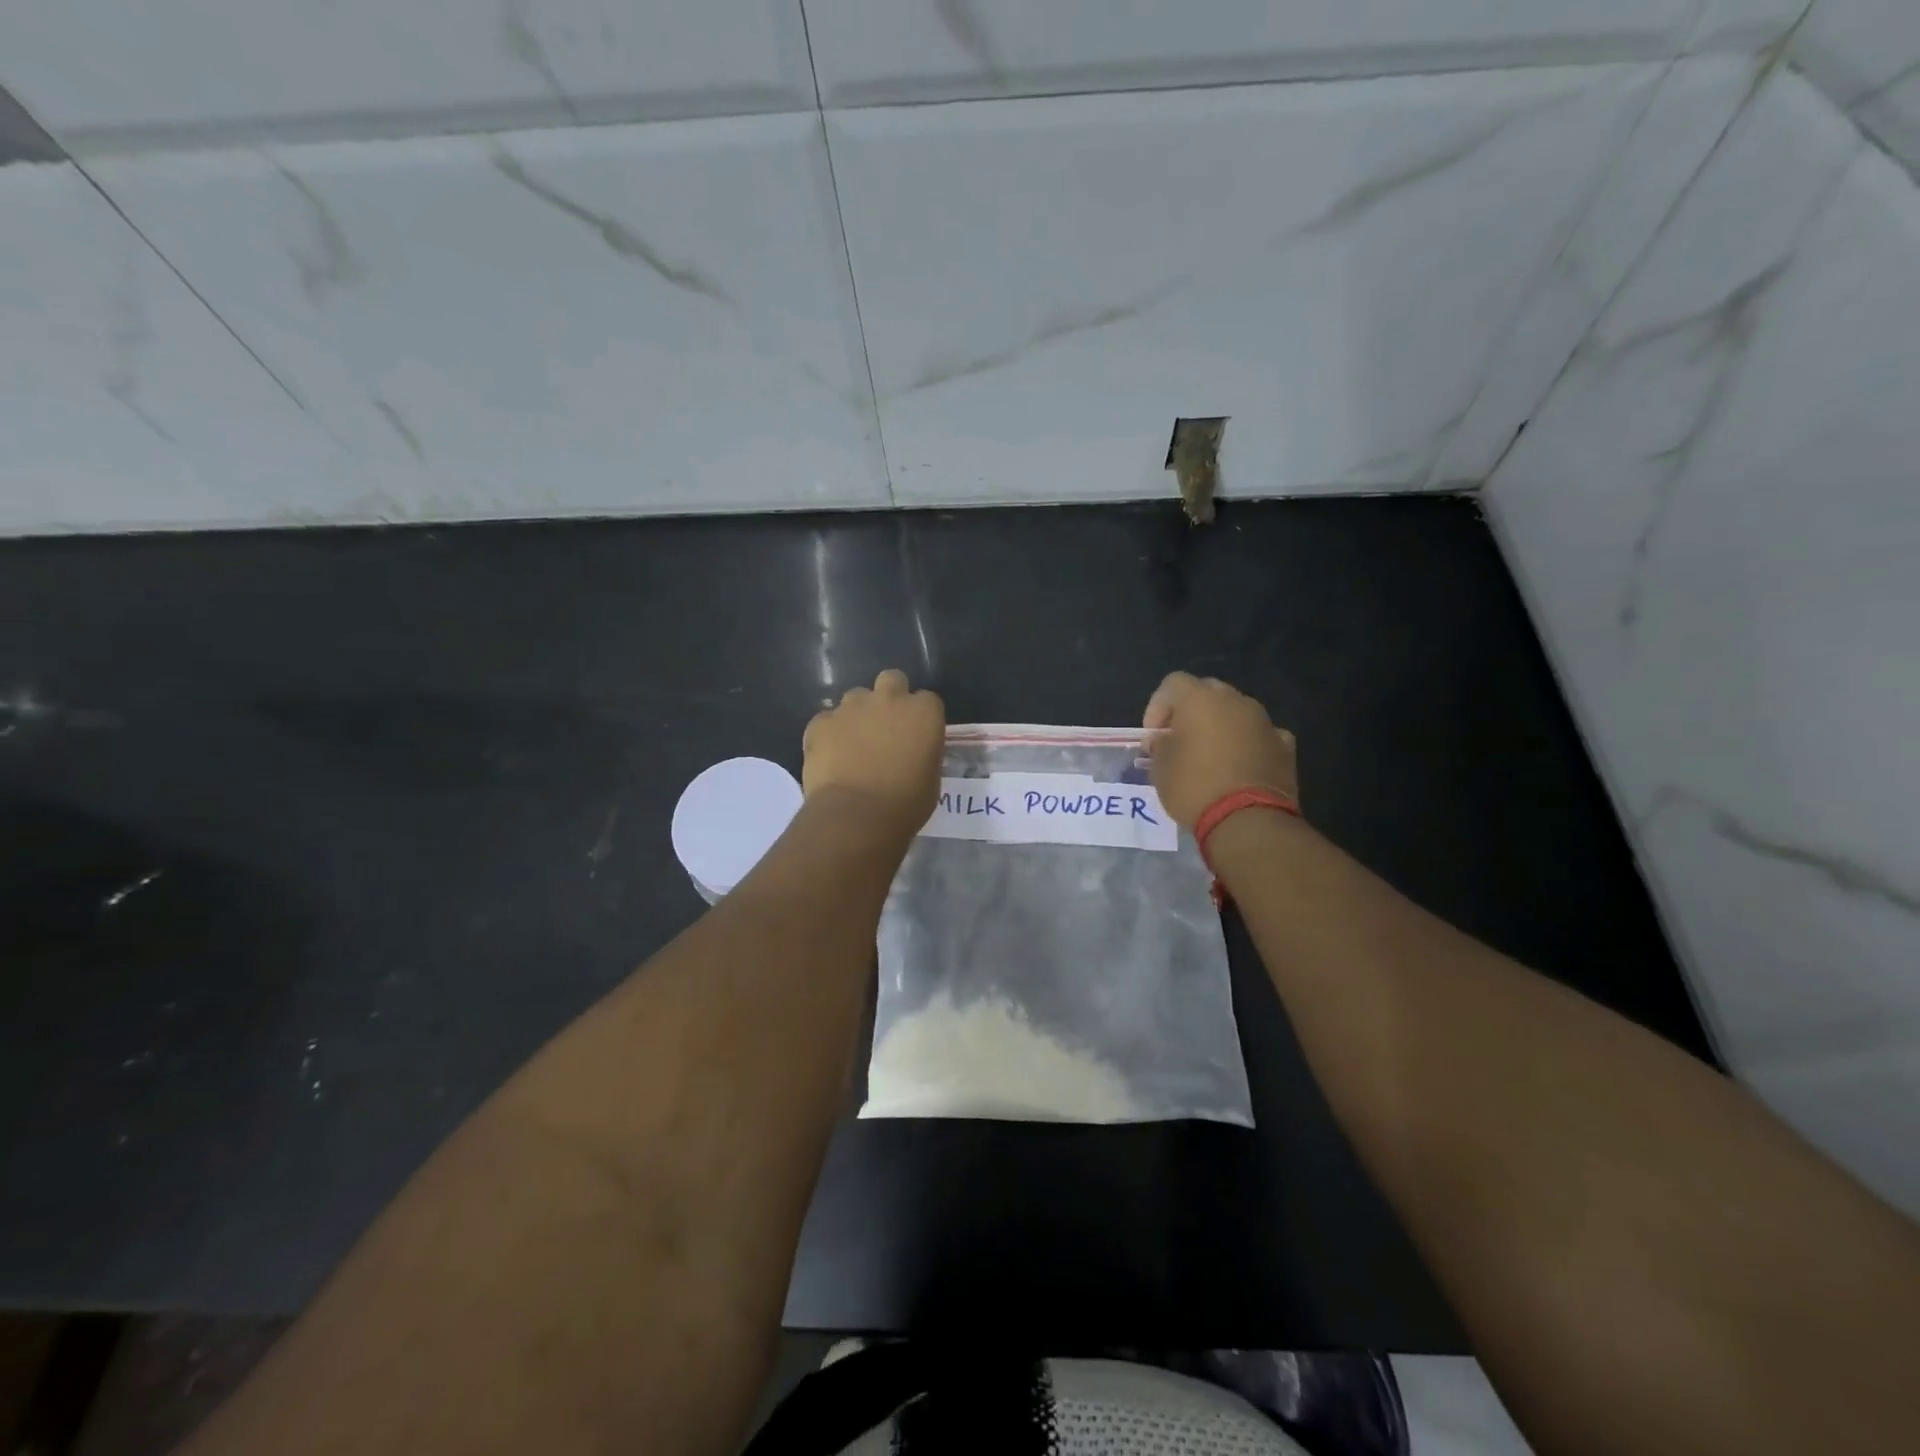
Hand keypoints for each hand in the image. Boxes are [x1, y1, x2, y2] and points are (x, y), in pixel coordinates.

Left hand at [803, 669, 944, 837]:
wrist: (856, 816)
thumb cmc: (905, 804)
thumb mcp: (931, 779)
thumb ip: (923, 754)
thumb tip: (914, 753)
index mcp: (923, 713)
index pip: (927, 700)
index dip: (920, 717)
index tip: (916, 735)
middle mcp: (889, 699)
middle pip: (892, 680)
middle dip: (889, 697)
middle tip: (886, 727)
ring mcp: (851, 707)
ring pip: (856, 697)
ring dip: (858, 714)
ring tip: (854, 745)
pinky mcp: (821, 722)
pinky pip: (827, 720)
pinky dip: (830, 733)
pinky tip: (831, 757)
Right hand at [1142, 672, 1297, 830]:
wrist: (1248, 821)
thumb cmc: (1194, 788)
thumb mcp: (1160, 769)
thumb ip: (1160, 745)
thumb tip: (1163, 739)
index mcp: (1200, 699)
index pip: (1173, 684)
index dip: (1157, 706)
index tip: (1154, 736)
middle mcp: (1235, 701)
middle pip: (1207, 692)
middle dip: (1191, 712)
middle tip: (1180, 740)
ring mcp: (1264, 721)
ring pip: (1236, 712)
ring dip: (1221, 726)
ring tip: (1211, 756)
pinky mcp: (1285, 745)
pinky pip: (1260, 735)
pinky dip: (1248, 744)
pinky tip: (1241, 767)